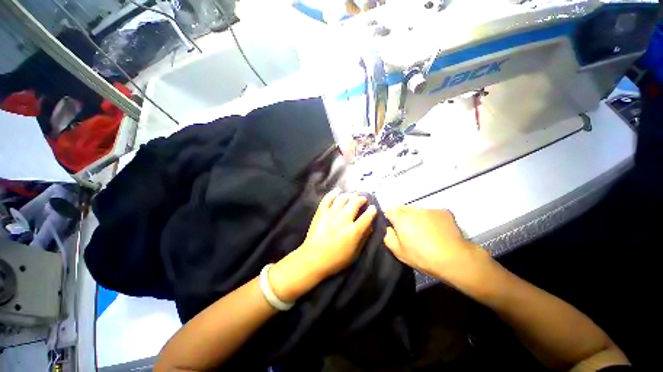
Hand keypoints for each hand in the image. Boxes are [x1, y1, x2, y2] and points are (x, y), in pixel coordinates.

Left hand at [270, 188, 376, 301]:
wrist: (313, 258)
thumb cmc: (336, 259)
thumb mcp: (354, 253)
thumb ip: (363, 238)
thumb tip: (370, 226)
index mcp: (354, 231)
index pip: (367, 216)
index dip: (372, 210)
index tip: (373, 208)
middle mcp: (344, 219)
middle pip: (355, 203)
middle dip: (361, 199)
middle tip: (363, 199)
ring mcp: (331, 213)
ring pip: (343, 198)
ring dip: (349, 195)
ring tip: (352, 195)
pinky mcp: (321, 212)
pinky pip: (328, 198)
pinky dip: (333, 193)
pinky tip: (337, 190)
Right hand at [384, 207, 484, 280]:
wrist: (454, 259)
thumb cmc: (422, 256)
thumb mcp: (398, 252)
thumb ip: (388, 237)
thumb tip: (389, 229)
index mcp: (400, 217)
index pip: (389, 211)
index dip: (391, 219)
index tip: (396, 229)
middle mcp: (413, 209)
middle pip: (404, 209)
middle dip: (404, 218)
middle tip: (411, 233)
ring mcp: (430, 209)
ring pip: (418, 211)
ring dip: (418, 218)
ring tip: (426, 233)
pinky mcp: (444, 212)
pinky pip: (432, 214)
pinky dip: (432, 220)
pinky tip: (438, 232)